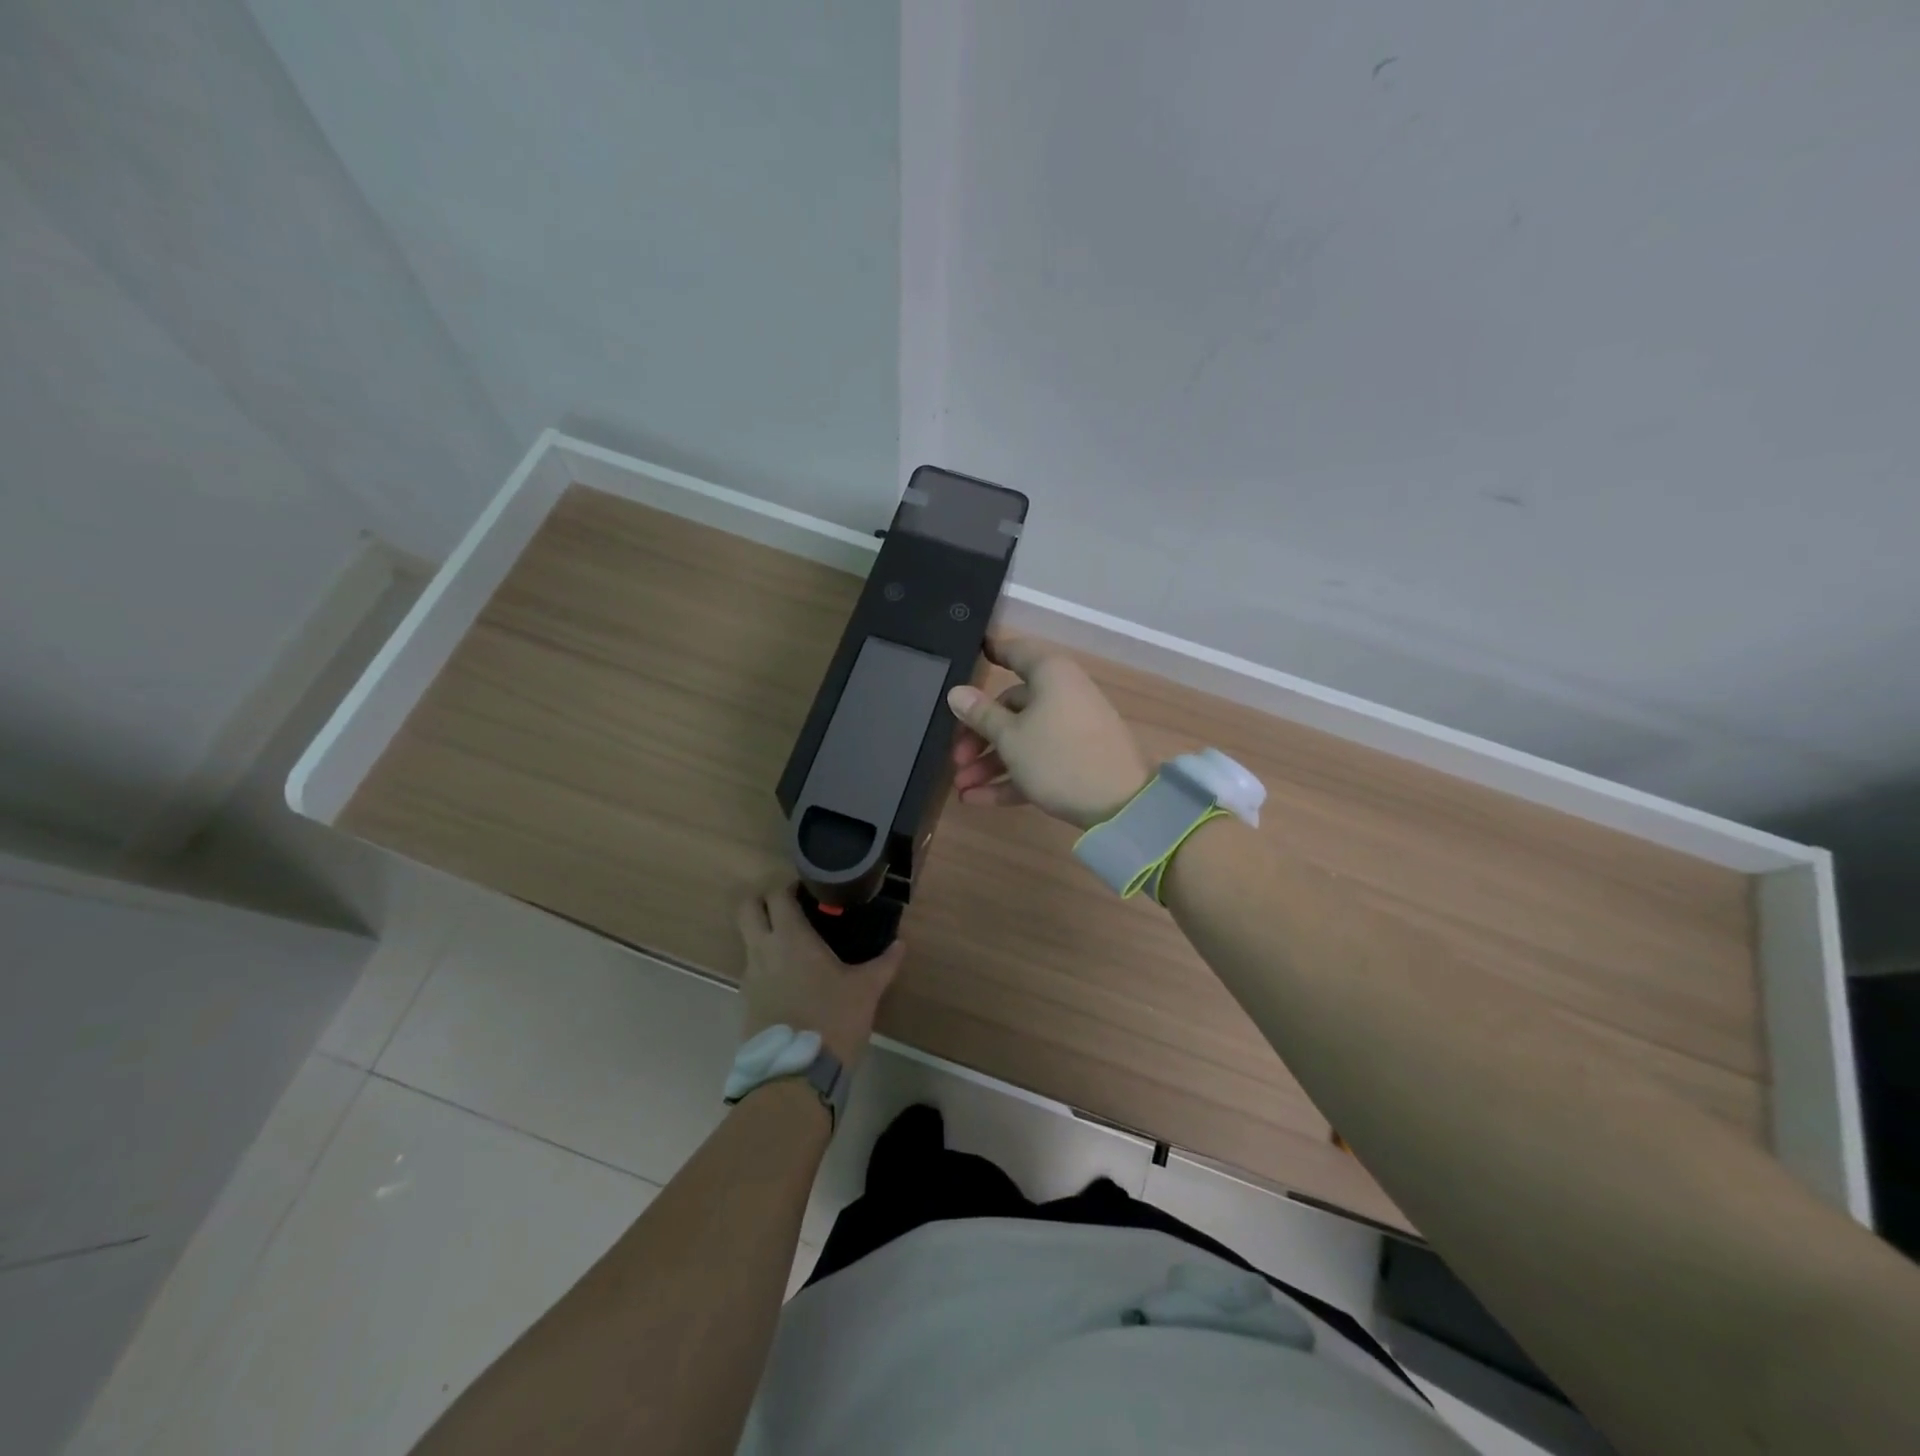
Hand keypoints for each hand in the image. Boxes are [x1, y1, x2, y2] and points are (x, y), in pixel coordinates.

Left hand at [735, 880, 901, 1066]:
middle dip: (763, 900)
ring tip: (795, 944)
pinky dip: (766, 963)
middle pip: (746, 908)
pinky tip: (791, 978)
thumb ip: (884, 963)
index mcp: (791, 938)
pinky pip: (752, 969)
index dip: (788, 886)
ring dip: (764, 932)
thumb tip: (901, 944)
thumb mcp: (866, 990)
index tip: (808, 888)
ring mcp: (750, 977)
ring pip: (747, 939)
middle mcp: (763, 950)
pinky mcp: (746, 1002)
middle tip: (790, 906)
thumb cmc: (833, 1020)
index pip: (776, 895)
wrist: (796, 1076)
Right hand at [947, 634, 1149, 830]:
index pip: (1016, 652)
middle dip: (979, 734)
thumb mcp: (1011, 737)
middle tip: (955, 758)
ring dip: (989, 763)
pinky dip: (1009, 778)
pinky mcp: (1076, 762)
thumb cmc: (1058, 756)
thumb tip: (957, 692)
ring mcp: (1071, 730)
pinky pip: (1036, 763)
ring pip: (1022, 739)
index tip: (974, 652)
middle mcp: (1062, 695)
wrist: (1121, 804)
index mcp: (1050, 675)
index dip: (994, 651)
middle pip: (1012, 706)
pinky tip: (975, 799)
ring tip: (961, 787)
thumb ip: (981, 715)